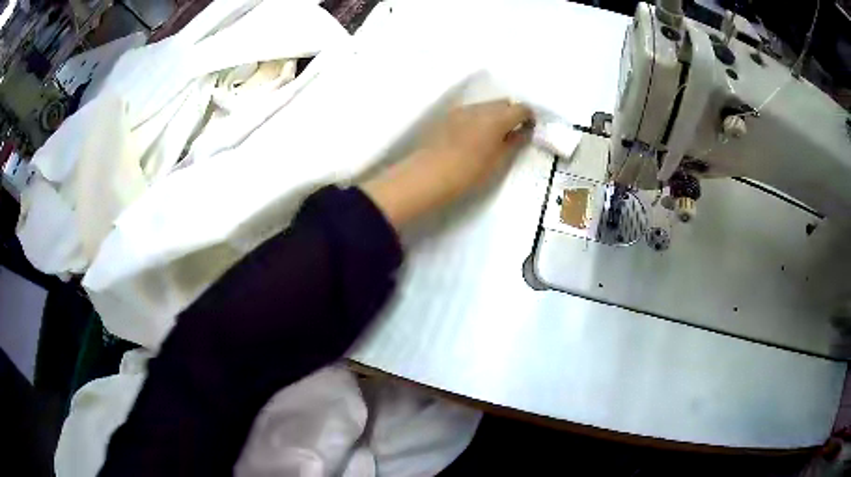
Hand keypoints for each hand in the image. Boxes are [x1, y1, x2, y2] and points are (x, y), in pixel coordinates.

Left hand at [361, 100, 532, 228]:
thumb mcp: (498, 161)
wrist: (428, 175)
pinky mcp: (447, 117)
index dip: (528, 117)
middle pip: (503, 103)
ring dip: (494, 116)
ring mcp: (462, 110)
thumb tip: (524, 131)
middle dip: (511, 114)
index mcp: (497, 117)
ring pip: (485, 106)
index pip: (521, 108)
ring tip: (492, 137)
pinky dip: (479, 119)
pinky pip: (470, 112)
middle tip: (512, 134)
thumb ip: (514, 142)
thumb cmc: (469, 172)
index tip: (530, 129)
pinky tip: (474, 137)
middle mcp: (480, 107)